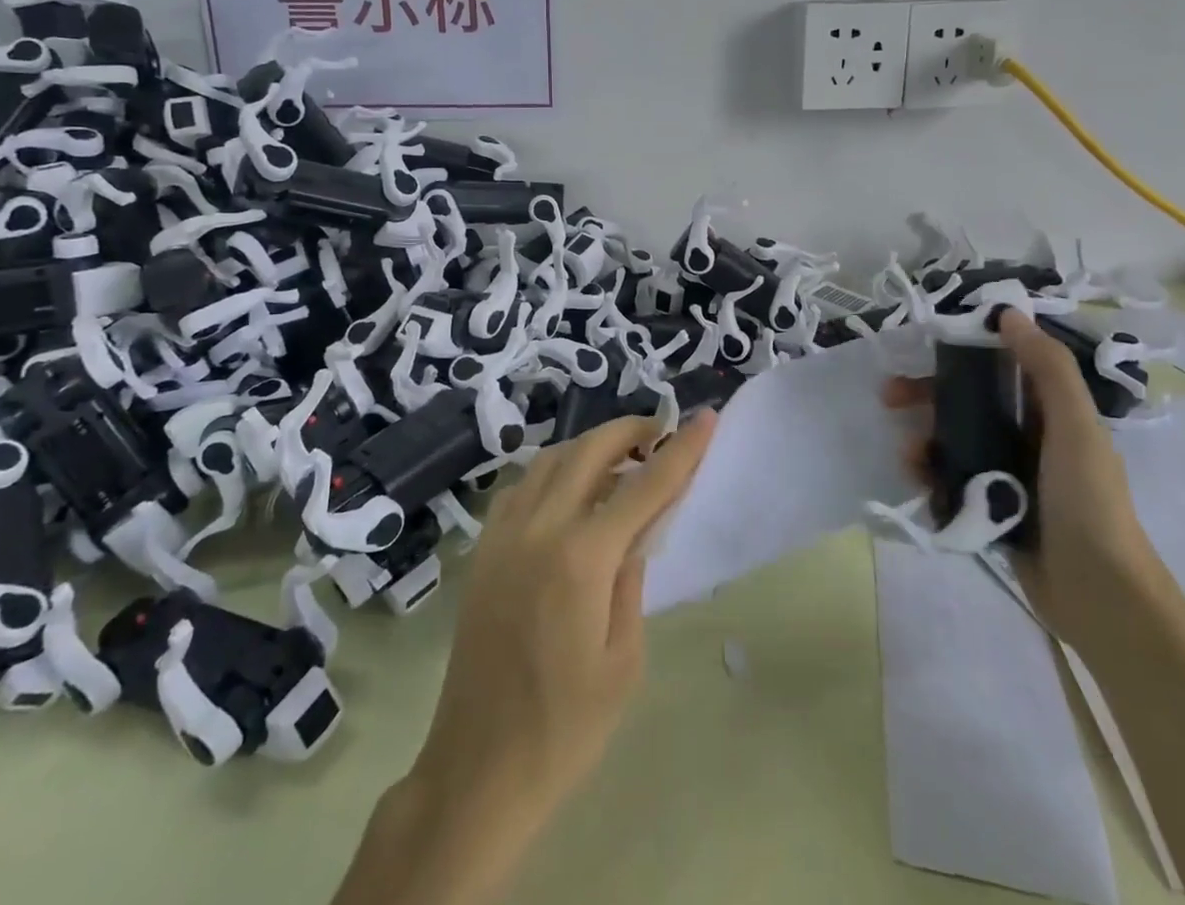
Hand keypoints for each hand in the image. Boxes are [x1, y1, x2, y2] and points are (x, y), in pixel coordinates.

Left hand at [411, 412, 716, 829]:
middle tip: (659, 433)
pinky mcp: (483, 549)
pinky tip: (569, 492)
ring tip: (620, 459)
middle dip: (629, 430)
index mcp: (581, 559)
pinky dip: (552, 471)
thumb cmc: (565, 728)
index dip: (681, 449)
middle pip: (589, 450)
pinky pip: (521, 486)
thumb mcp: (623, 660)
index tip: (706, 417)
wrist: (478, 768)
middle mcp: (539, 529)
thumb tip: (637, 529)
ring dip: (589, 445)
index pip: (644, 486)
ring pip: (550, 459)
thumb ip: (632, 579)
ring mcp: (503, 535)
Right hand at [883, 309, 1156, 645]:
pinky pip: (951, 479)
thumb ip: (1047, 368)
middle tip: (889, 396)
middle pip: (968, 402)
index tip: (925, 347)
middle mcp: (1028, 436)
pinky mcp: (992, 507)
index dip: (963, 350)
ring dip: (924, 440)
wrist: (1099, 595)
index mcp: (1051, 412)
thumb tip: (1009, 313)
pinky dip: (931, 476)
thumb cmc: (1088, 500)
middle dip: (927, 396)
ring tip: (908, 456)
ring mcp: (1008, 473)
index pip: (1001, 365)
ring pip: (954, 441)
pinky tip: (917, 482)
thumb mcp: (1074, 426)